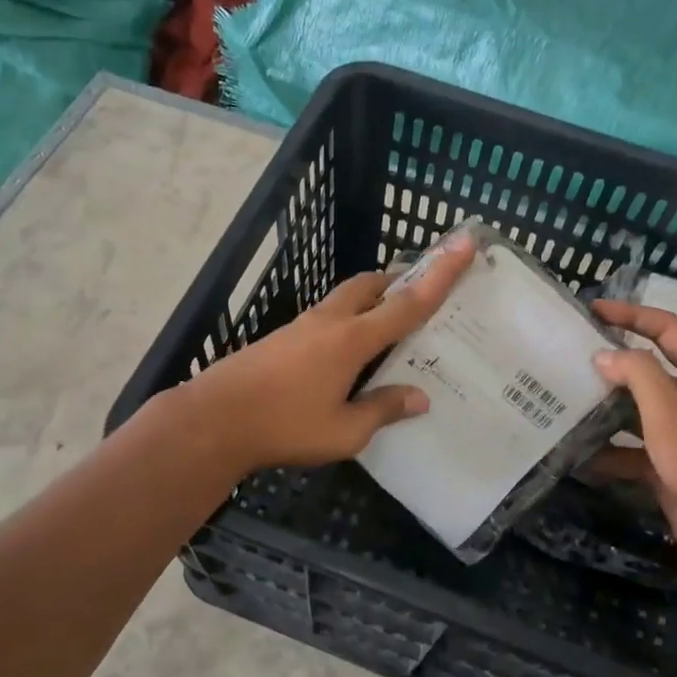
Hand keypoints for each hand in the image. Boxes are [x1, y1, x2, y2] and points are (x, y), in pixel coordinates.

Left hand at [183, 232, 476, 474]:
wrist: (213, 420)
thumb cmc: (284, 426)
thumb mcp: (343, 432)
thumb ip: (383, 410)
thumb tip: (419, 398)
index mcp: (352, 340)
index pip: (407, 303)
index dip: (441, 275)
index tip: (464, 244)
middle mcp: (328, 322)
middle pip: (369, 285)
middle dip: (397, 281)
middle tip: (418, 295)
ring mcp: (300, 327)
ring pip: (344, 299)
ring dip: (370, 302)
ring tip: (386, 329)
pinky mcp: (280, 339)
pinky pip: (325, 319)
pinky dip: (347, 323)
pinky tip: (345, 357)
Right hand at [587, 301, 676, 554]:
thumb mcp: (668, 409)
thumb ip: (637, 374)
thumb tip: (604, 355)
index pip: (666, 329)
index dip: (631, 315)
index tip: (593, 310)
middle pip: (651, 368)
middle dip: (614, 363)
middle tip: (574, 355)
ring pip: (638, 409)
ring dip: (608, 407)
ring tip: (569, 400)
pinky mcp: (670, 463)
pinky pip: (634, 448)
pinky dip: (610, 451)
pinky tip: (580, 455)